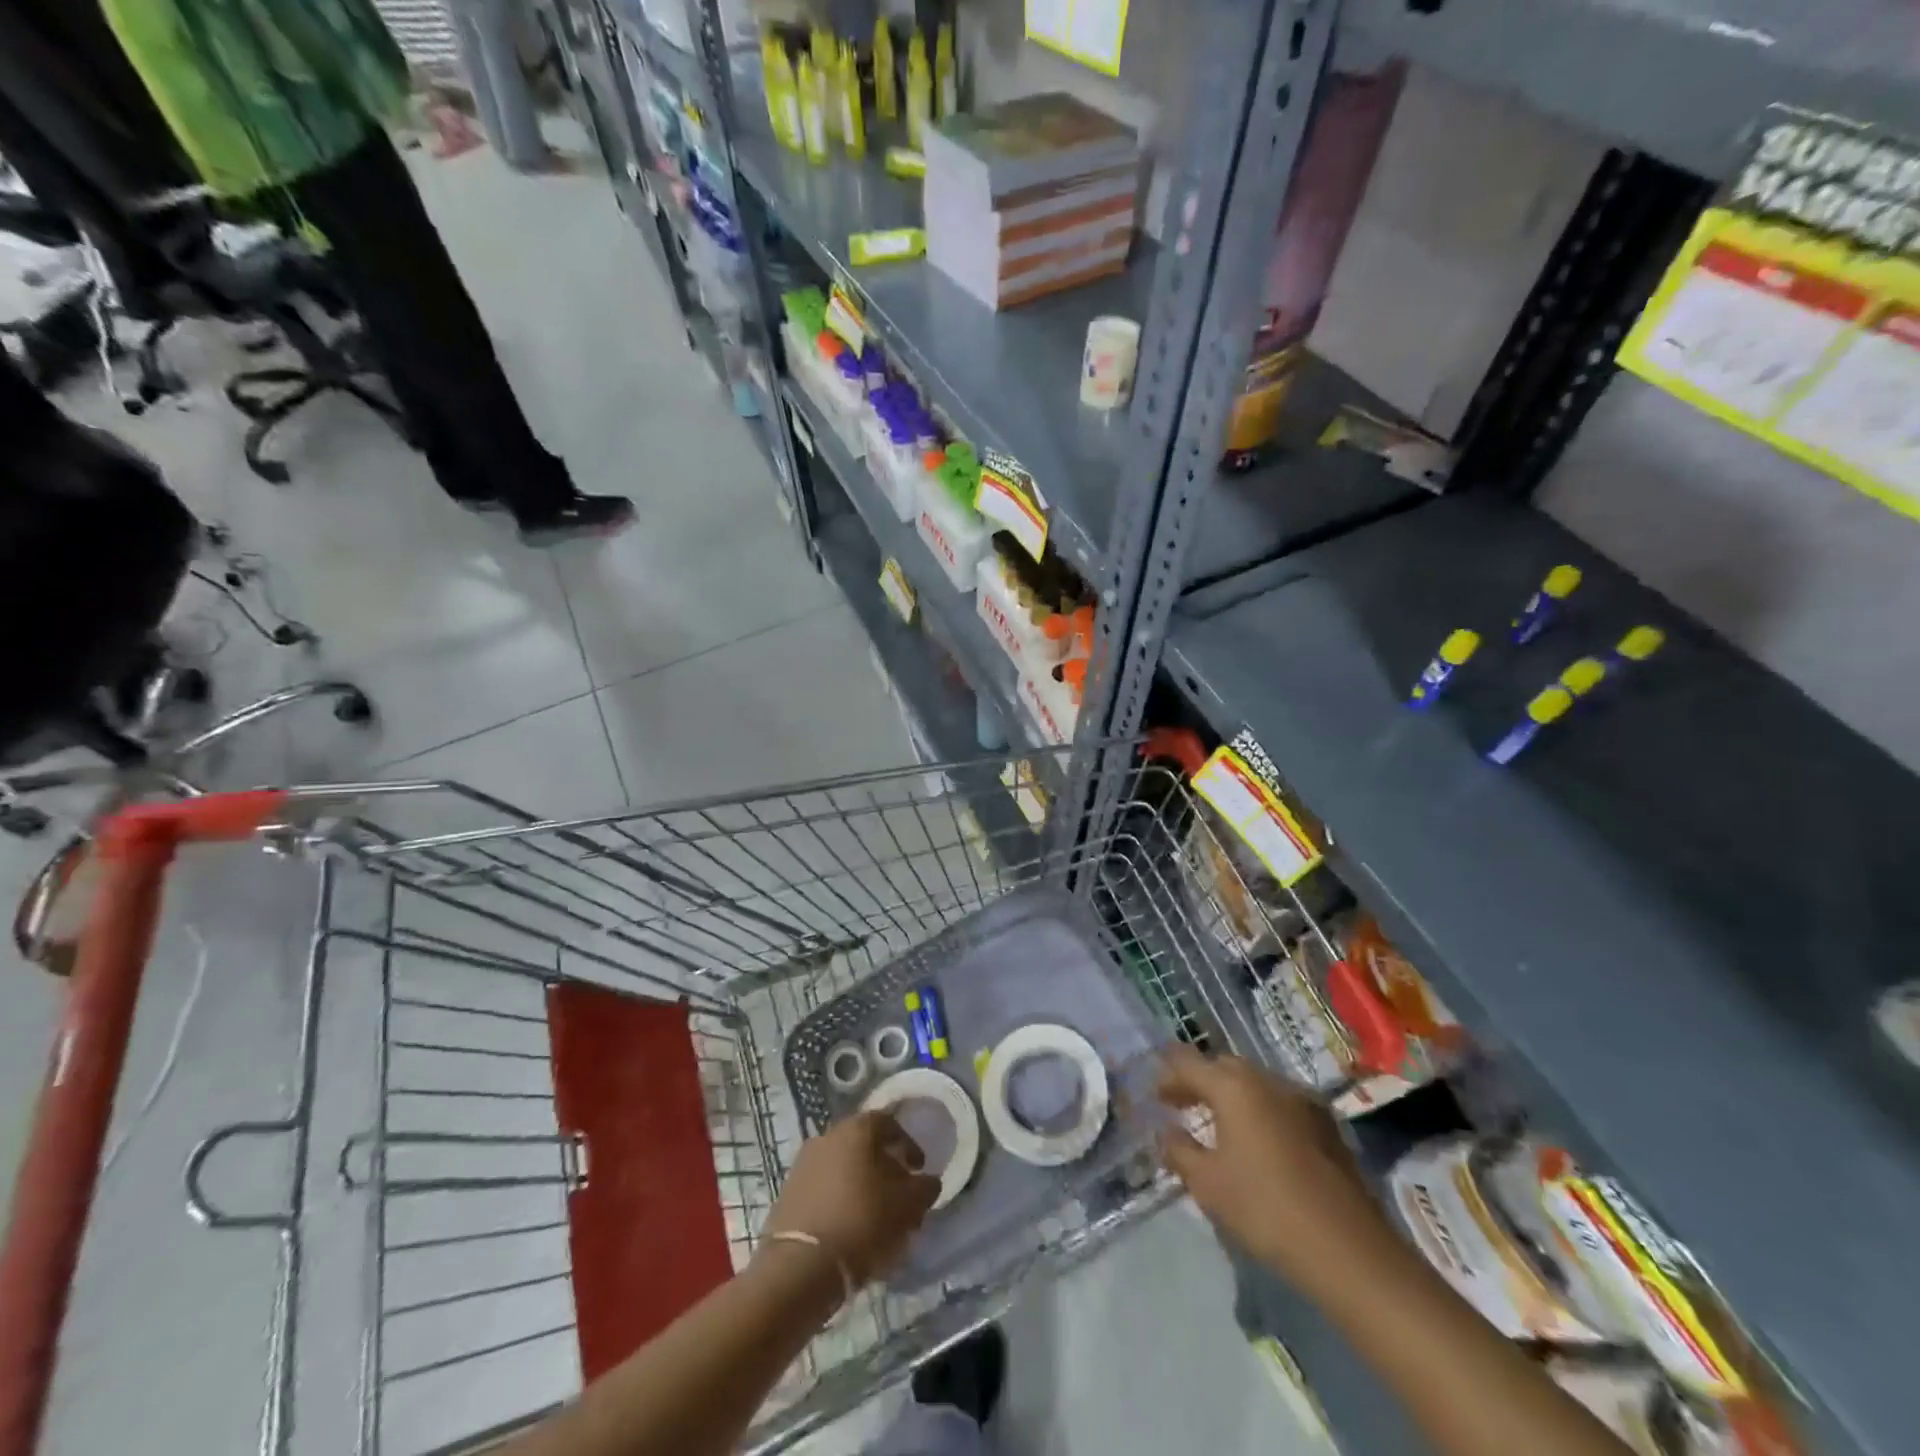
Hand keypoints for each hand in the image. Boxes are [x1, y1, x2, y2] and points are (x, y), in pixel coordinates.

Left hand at [763, 1111, 939, 1286]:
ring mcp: (804, 1163)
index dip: (909, 1146)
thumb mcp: (907, 1206)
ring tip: (876, 1220)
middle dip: (885, 1170)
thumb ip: (924, 1188)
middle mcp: (828, 1135)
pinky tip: (850, 1230)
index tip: (919, 1170)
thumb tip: (928, 1181)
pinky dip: (840, 1202)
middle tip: (900, 1197)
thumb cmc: (862, 1222)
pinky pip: (824, 1190)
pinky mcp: (788, 1193)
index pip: (890, 1124)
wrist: (800, 1266)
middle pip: (865, 1147)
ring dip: (862, 1188)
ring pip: (843, 1169)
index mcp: (857, 1128)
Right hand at [1156, 1046, 1396, 1298]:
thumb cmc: (1266, 1209)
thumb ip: (1179, 1150)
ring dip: (1231, 1096)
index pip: (1187, 1063)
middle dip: (1199, 1081)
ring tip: (1217, 1125)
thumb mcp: (1208, 1184)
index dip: (1166, 1076)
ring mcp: (1302, 1099)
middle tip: (1181, 1106)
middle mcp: (1267, 1079)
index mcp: (1233, 1086)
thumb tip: (1165, 1132)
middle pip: (1223, 1067)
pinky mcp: (1326, 1124)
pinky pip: (1280, 1103)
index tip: (1154, 1095)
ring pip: (1254, 1083)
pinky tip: (1257, 1142)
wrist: (1350, 1250)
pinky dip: (1259, 1111)